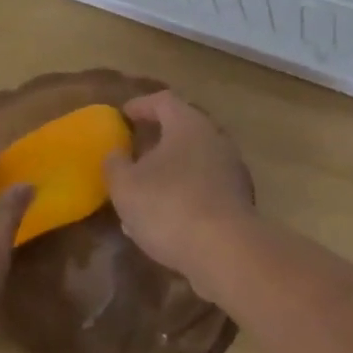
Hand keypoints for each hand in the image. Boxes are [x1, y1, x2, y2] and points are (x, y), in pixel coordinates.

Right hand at [107, 90, 254, 287]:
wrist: (226, 251)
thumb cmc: (170, 206)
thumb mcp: (126, 186)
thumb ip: (115, 165)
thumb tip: (115, 154)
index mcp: (188, 124)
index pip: (163, 101)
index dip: (141, 106)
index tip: (123, 115)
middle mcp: (214, 138)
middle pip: (182, 129)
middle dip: (156, 140)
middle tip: (133, 153)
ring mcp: (230, 168)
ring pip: (193, 161)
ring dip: (168, 172)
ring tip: (143, 192)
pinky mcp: (237, 199)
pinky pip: (204, 187)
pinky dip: (183, 194)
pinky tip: (164, 219)